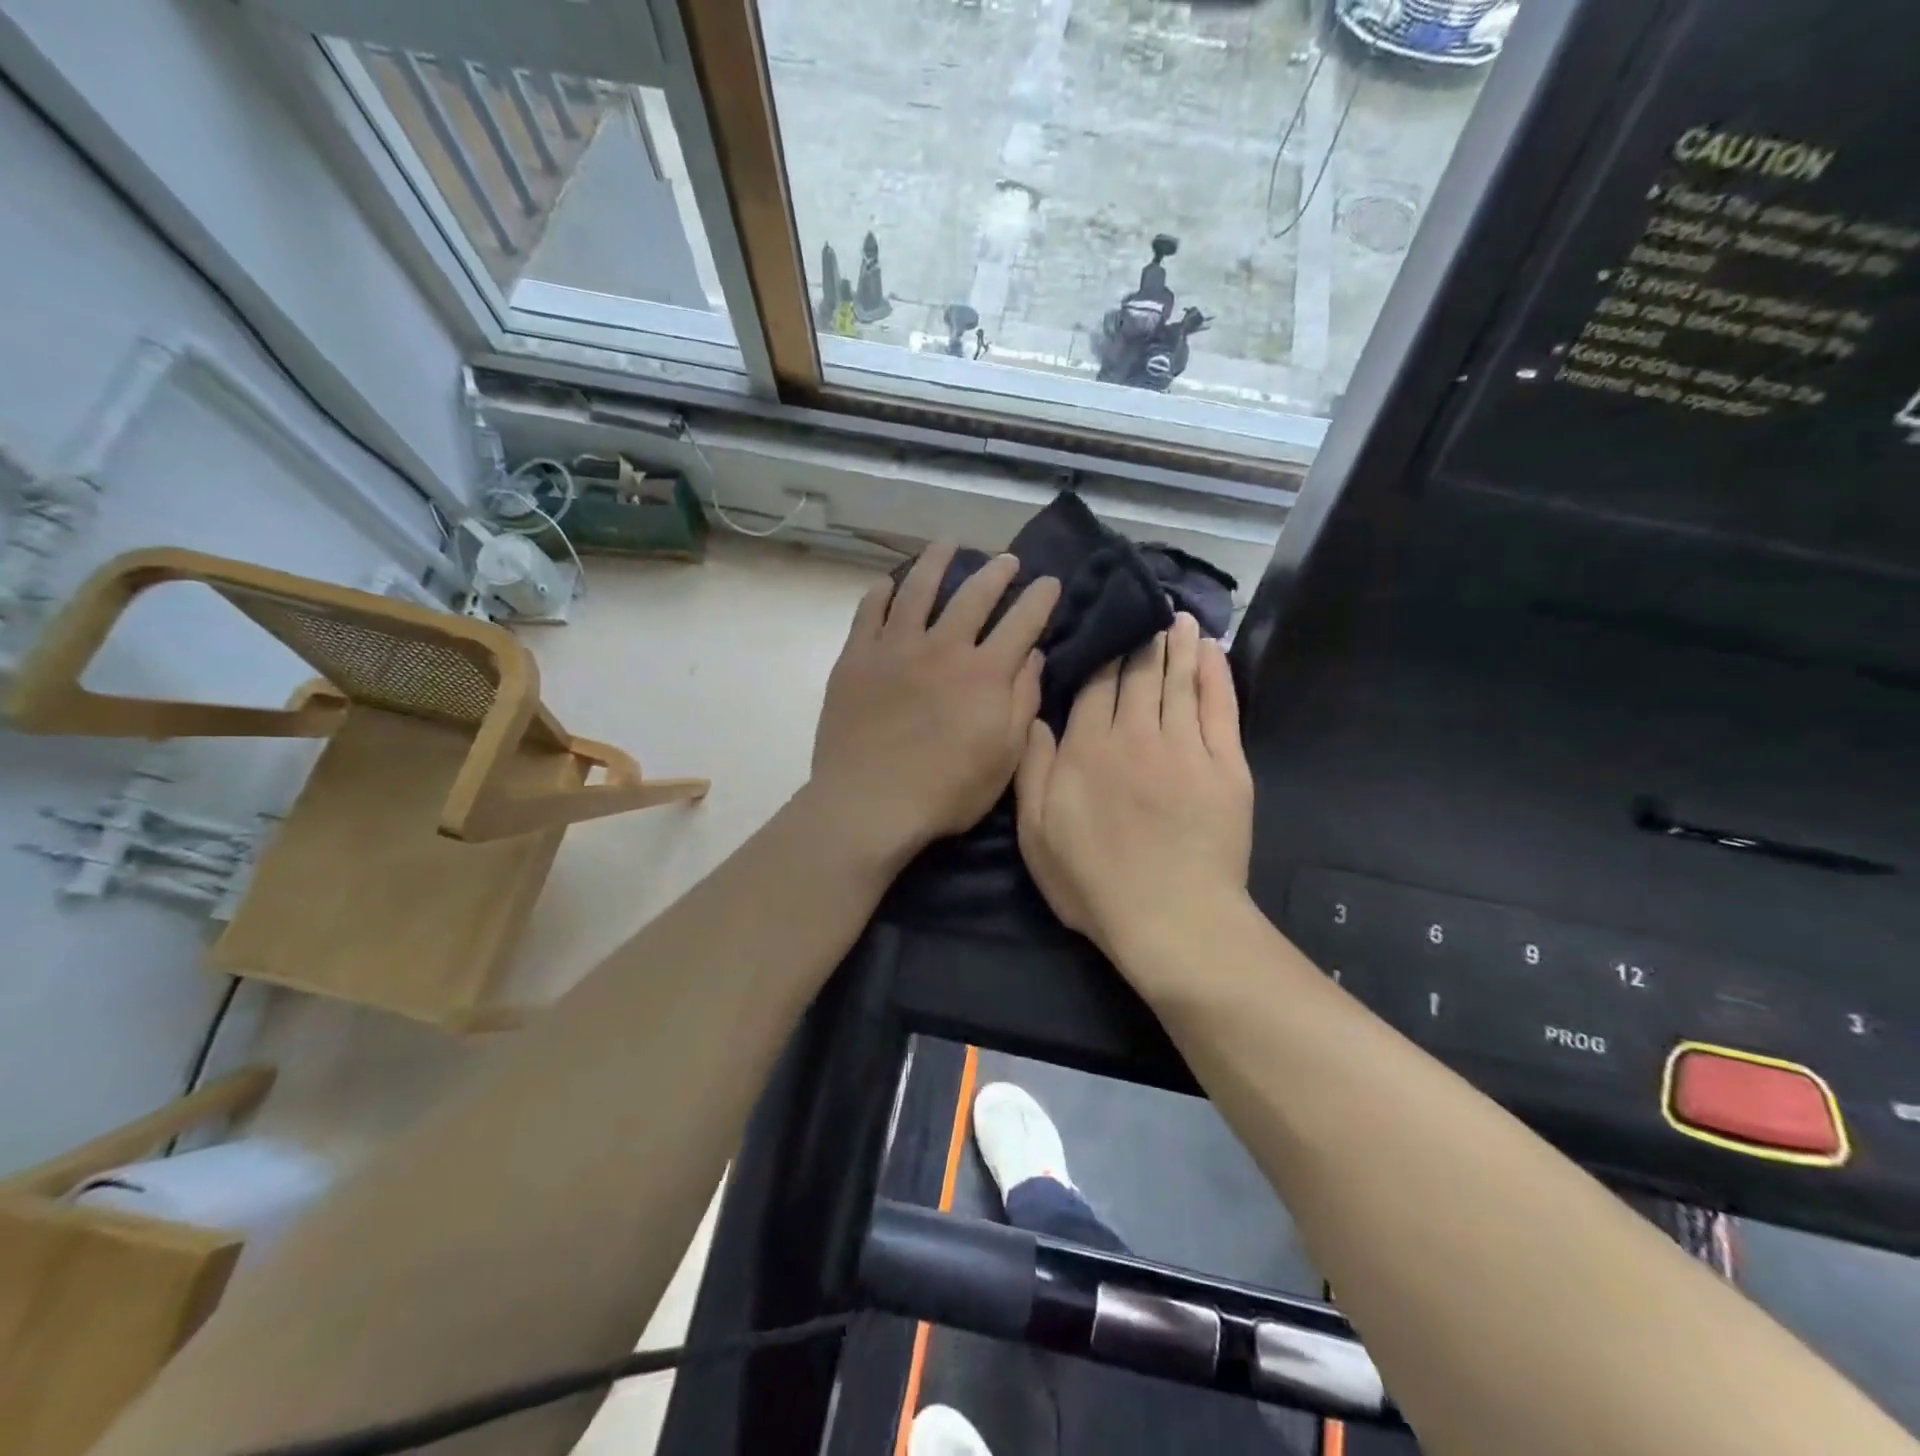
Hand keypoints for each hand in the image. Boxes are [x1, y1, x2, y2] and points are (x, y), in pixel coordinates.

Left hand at [809, 543, 1059, 865]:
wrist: (870, 804)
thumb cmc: (947, 791)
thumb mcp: (1005, 756)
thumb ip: (1022, 701)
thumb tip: (1033, 656)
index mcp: (984, 673)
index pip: (1022, 622)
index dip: (1039, 599)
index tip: (1049, 582)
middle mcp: (942, 647)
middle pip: (973, 595)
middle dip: (995, 572)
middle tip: (1006, 559)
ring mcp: (894, 648)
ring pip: (918, 589)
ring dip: (936, 562)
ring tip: (946, 546)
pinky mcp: (856, 659)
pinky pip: (869, 612)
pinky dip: (881, 593)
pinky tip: (888, 584)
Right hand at [1016, 612, 1253, 966]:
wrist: (1172, 919)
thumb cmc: (1093, 882)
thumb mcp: (1037, 834)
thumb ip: (1032, 769)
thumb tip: (1035, 715)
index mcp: (1087, 750)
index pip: (1094, 686)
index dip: (1099, 655)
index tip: (1103, 629)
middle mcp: (1135, 735)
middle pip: (1137, 674)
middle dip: (1139, 640)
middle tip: (1143, 608)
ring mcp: (1185, 747)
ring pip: (1178, 680)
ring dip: (1177, 645)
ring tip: (1177, 616)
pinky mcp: (1225, 765)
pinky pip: (1219, 706)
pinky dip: (1215, 674)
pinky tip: (1211, 650)